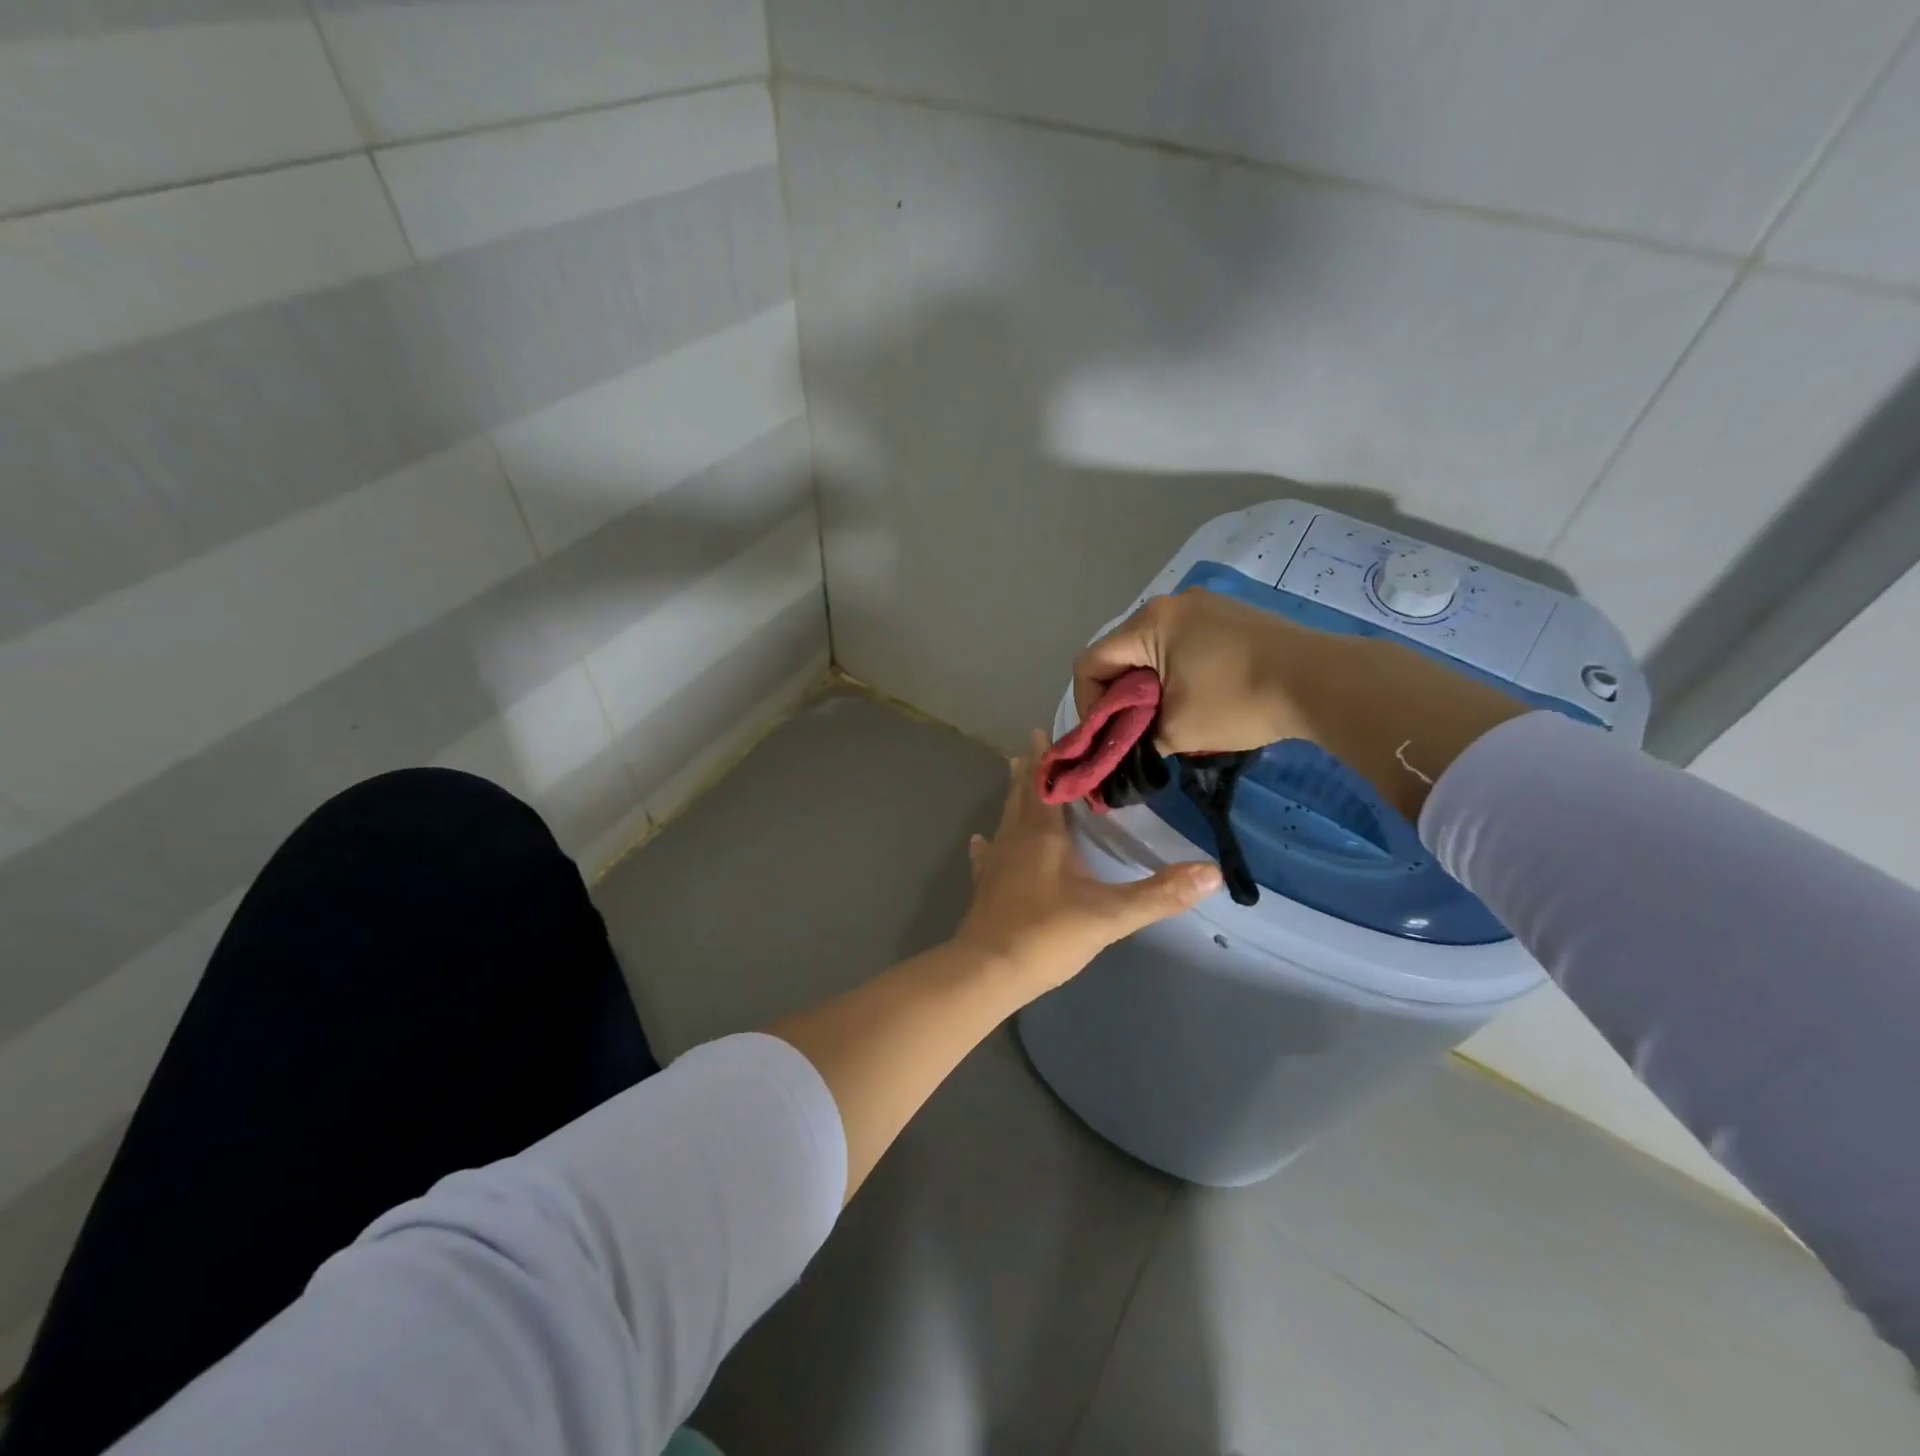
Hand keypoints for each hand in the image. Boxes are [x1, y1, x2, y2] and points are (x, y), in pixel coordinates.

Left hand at [956, 733, 1221, 994]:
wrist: (988, 971)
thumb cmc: (1047, 934)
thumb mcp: (1111, 915)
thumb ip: (1160, 894)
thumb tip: (1212, 873)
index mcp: (1043, 835)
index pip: (1047, 785)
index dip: (1050, 758)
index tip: (1049, 732)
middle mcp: (1015, 839)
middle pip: (1023, 795)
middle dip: (1031, 770)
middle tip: (1034, 744)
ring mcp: (995, 863)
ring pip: (1004, 818)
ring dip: (1012, 796)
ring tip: (1014, 775)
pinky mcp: (984, 887)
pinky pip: (985, 855)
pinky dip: (986, 844)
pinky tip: (979, 840)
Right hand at [1073, 588, 1335, 755]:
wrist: (1322, 681)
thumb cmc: (1238, 702)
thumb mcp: (1176, 731)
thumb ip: (1135, 738)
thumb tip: (1123, 749)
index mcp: (1148, 623)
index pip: (1090, 663)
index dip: (1087, 705)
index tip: (1106, 737)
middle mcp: (1170, 603)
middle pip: (1120, 653)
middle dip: (1119, 696)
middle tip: (1134, 732)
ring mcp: (1204, 605)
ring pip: (1152, 649)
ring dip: (1148, 686)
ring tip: (1166, 719)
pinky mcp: (1230, 615)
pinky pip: (1182, 643)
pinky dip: (1175, 673)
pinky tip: (1196, 698)